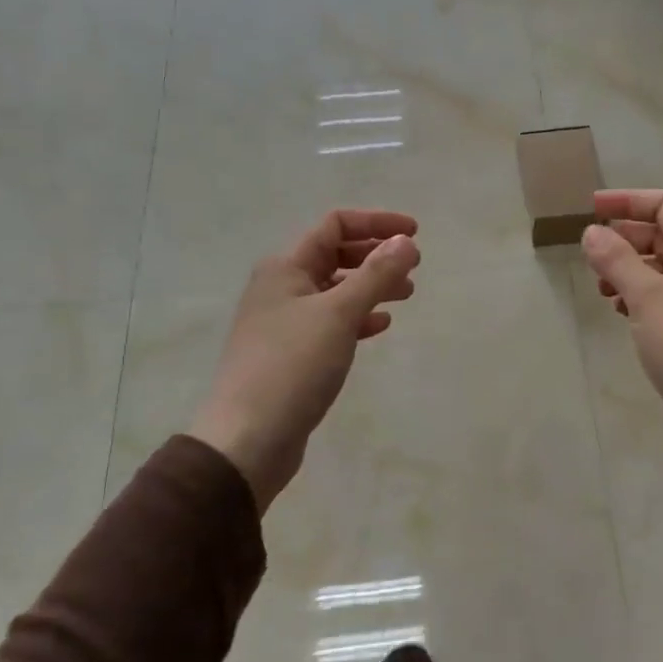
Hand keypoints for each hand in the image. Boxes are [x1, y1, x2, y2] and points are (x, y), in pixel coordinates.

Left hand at [189, 210, 420, 511]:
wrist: (247, 439)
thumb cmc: (292, 365)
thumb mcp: (339, 313)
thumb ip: (376, 274)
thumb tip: (405, 241)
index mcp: (286, 267)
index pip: (335, 225)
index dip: (377, 223)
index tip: (415, 234)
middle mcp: (281, 287)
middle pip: (335, 255)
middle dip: (375, 256)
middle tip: (414, 267)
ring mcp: (284, 322)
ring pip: (335, 290)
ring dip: (370, 286)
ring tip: (406, 294)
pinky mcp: (291, 354)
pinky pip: (331, 322)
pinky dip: (357, 318)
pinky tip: (380, 326)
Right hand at [581, 190, 662, 473]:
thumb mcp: (647, 297)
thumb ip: (617, 260)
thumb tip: (591, 231)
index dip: (629, 201)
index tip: (591, 208)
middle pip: (661, 236)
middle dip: (624, 238)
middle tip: (591, 254)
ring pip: (658, 269)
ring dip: (627, 269)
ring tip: (600, 287)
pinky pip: (660, 298)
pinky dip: (636, 296)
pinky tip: (618, 311)